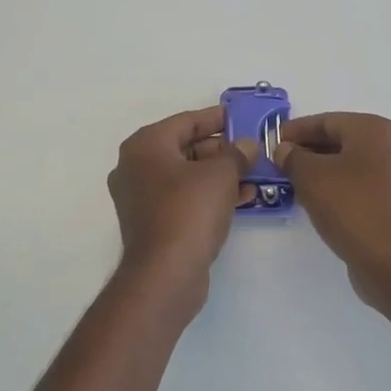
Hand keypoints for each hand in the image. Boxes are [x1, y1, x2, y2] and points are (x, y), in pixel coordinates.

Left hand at [107, 106, 256, 300]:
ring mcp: (141, 198)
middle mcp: (136, 167)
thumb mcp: (221, 174)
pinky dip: (209, 195)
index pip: (186, 121)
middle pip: (184, 148)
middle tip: (251, 150)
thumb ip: (236, 154)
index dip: (216, 119)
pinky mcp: (152, 223)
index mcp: (145, 146)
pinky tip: (242, 198)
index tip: (241, 118)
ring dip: (220, 174)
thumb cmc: (189, 210)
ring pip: (186, 176)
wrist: (165, 273)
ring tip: (254, 174)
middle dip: (221, 150)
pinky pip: (184, 199)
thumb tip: (246, 145)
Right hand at [275, 112, 390, 310]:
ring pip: (353, 164)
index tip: (272, 141)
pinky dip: (340, 187)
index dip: (296, 130)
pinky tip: (319, 201)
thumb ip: (292, 157)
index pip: (327, 121)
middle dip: (309, 150)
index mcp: (376, 130)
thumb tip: (285, 150)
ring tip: (295, 182)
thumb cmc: (351, 207)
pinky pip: (363, 184)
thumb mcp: (310, 177)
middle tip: (281, 162)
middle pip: (342, 140)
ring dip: (323, 170)